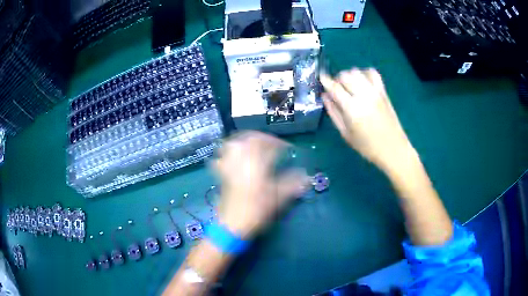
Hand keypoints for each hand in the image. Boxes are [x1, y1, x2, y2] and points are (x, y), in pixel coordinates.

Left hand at [213, 131, 308, 238]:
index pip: (269, 146)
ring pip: (234, 144)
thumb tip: (306, 177)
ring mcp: (229, 167)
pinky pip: (222, 157)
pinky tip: (234, 156)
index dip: (280, 144)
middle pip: (250, 139)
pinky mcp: (222, 174)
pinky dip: (228, 152)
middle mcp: (242, 162)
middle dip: (263, 138)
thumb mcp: (278, 199)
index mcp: (257, 166)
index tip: (288, 149)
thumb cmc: (256, 212)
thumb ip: (292, 185)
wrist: (231, 226)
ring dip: (245, 140)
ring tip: (254, 144)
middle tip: (272, 144)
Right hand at [320, 68, 415, 172]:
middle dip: (337, 78)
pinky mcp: (383, 91)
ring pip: (357, 71)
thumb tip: (325, 96)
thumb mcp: (345, 133)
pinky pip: (372, 73)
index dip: (325, 80)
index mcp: (351, 108)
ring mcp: (375, 91)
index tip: (321, 78)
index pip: (334, 87)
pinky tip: (362, 81)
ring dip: (349, 75)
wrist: (393, 149)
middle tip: (336, 88)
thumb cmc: (367, 146)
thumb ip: (333, 112)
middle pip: (345, 75)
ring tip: (349, 85)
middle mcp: (363, 95)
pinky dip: (364, 73)